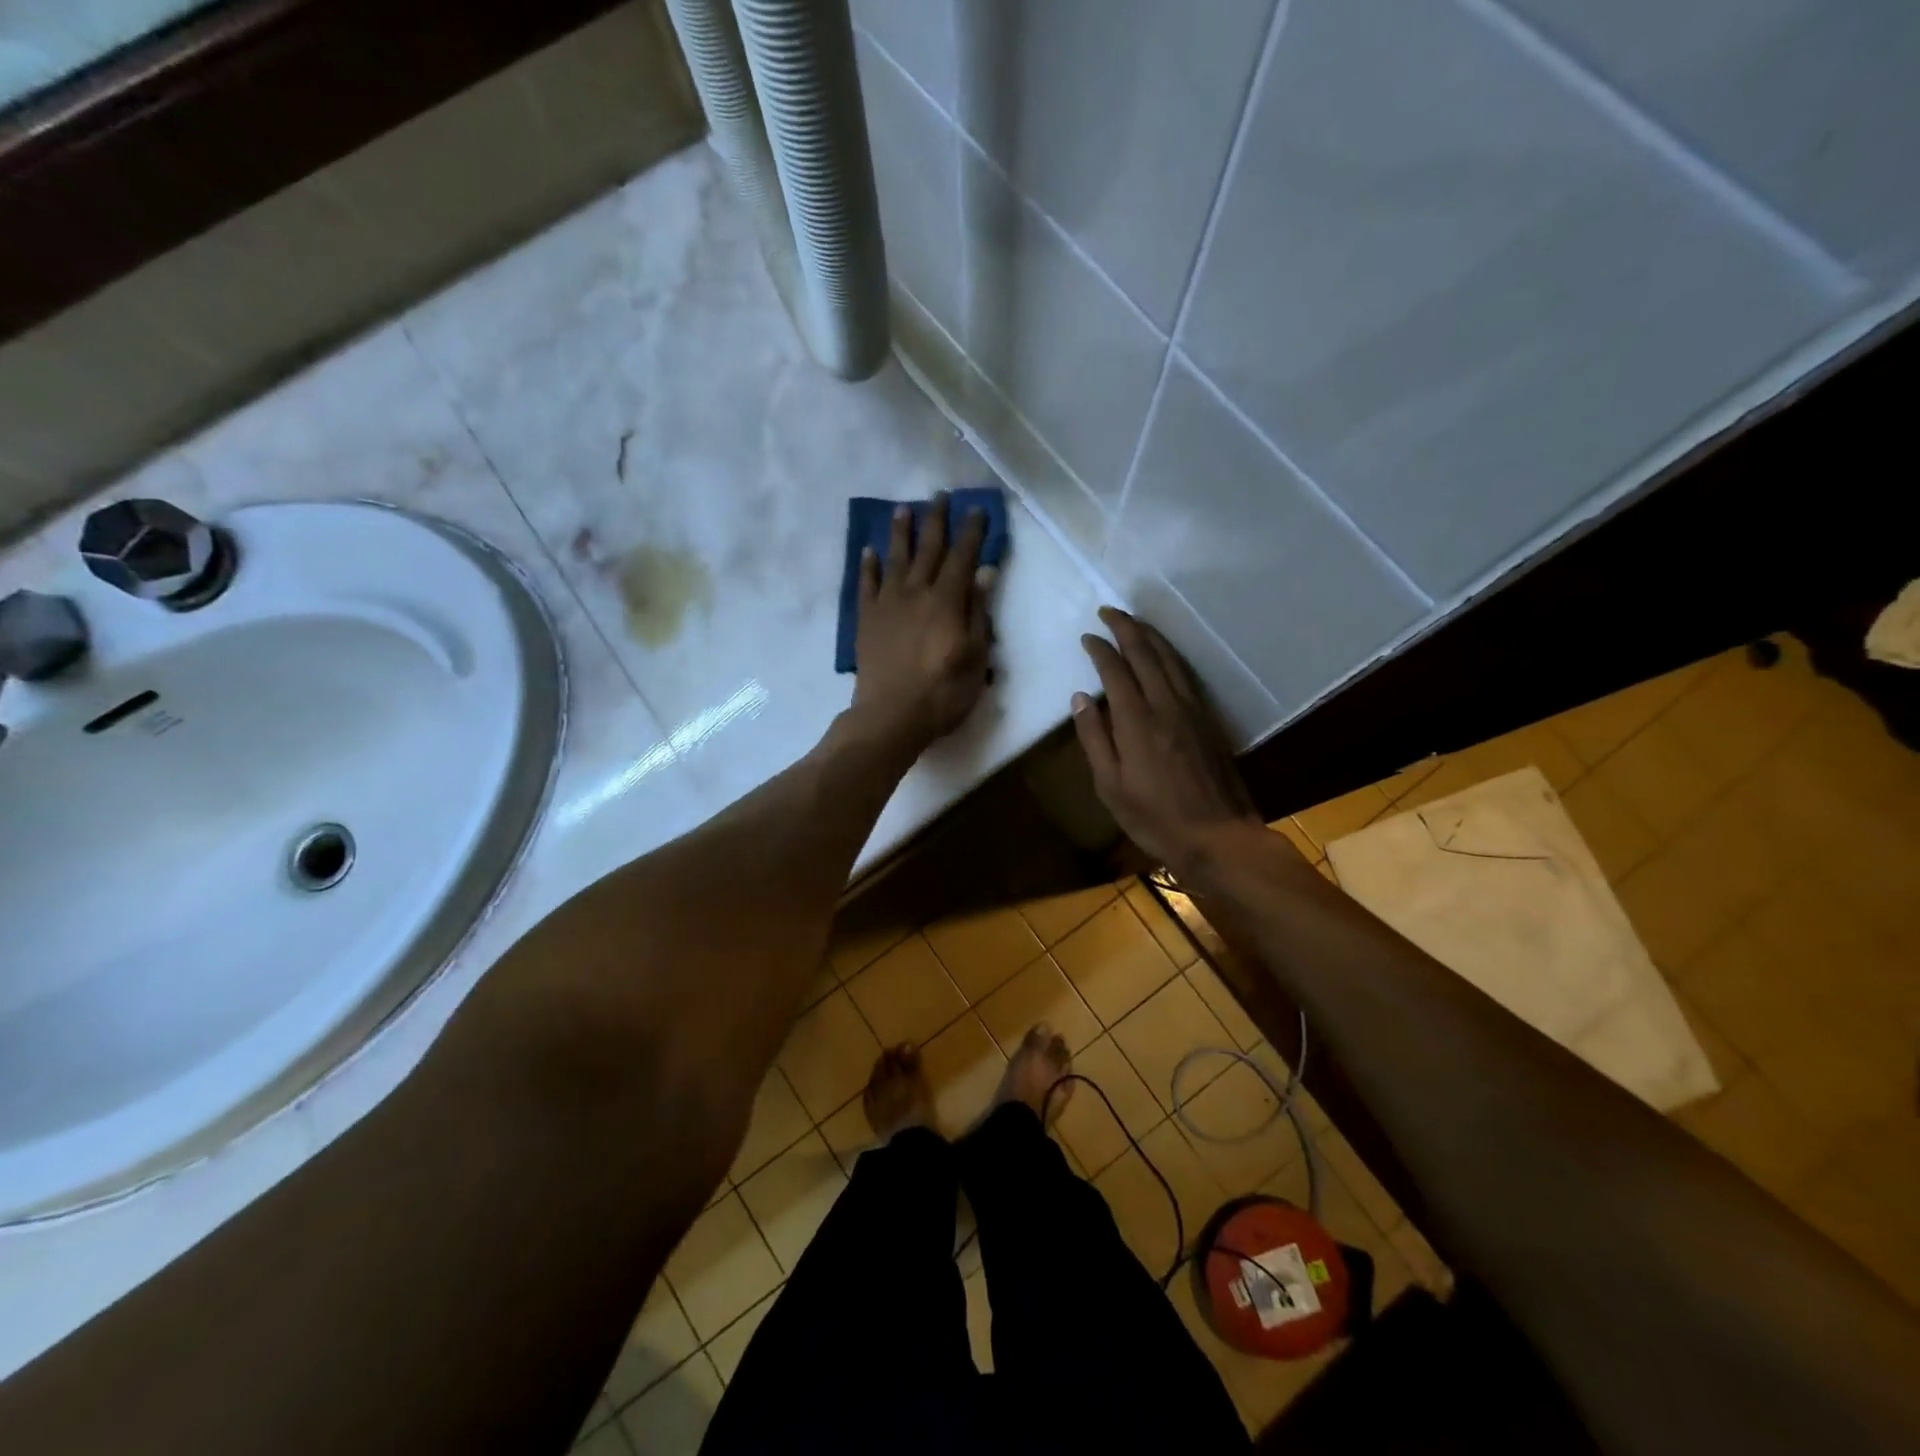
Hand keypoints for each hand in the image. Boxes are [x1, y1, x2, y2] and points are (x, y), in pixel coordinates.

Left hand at [851, 494, 993, 750]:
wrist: (890, 716)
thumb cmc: (943, 692)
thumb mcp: (975, 657)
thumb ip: (978, 612)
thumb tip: (984, 572)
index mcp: (947, 601)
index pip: (962, 557)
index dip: (971, 532)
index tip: (977, 509)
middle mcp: (916, 593)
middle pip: (928, 549)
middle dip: (936, 520)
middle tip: (940, 495)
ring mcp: (887, 604)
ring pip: (895, 559)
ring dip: (901, 532)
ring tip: (903, 509)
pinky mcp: (866, 620)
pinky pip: (866, 585)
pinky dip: (868, 566)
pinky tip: (869, 551)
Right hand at [1072, 606, 1263, 872]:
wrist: (1217, 836)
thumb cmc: (1154, 818)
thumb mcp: (1110, 786)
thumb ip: (1094, 738)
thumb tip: (1081, 697)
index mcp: (1137, 721)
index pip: (1115, 670)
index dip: (1100, 649)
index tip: (1087, 637)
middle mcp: (1166, 705)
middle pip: (1146, 653)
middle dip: (1126, 628)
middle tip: (1109, 611)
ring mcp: (1192, 710)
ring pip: (1170, 659)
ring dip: (1151, 635)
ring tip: (1134, 622)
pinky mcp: (1208, 719)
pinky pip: (1186, 673)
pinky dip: (1170, 654)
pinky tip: (1165, 654)